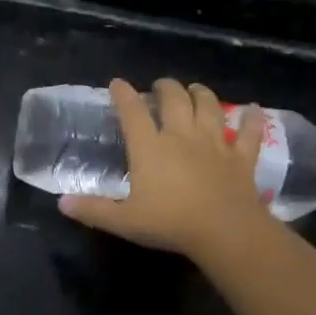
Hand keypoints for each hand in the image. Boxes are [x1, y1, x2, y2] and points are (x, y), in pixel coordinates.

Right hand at [59, 77, 271, 259]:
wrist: (225, 231)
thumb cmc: (170, 223)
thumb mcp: (124, 221)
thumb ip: (93, 210)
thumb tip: (62, 203)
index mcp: (150, 147)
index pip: (132, 112)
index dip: (123, 94)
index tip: (117, 83)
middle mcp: (181, 136)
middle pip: (174, 99)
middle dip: (166, 87)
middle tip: (161, 86)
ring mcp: (215, 143)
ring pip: (210, 107)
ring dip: (202, 94)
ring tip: (196, 89)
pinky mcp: (241, 157)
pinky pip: (249, 132)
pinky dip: (252, 118)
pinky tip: (254, 108)